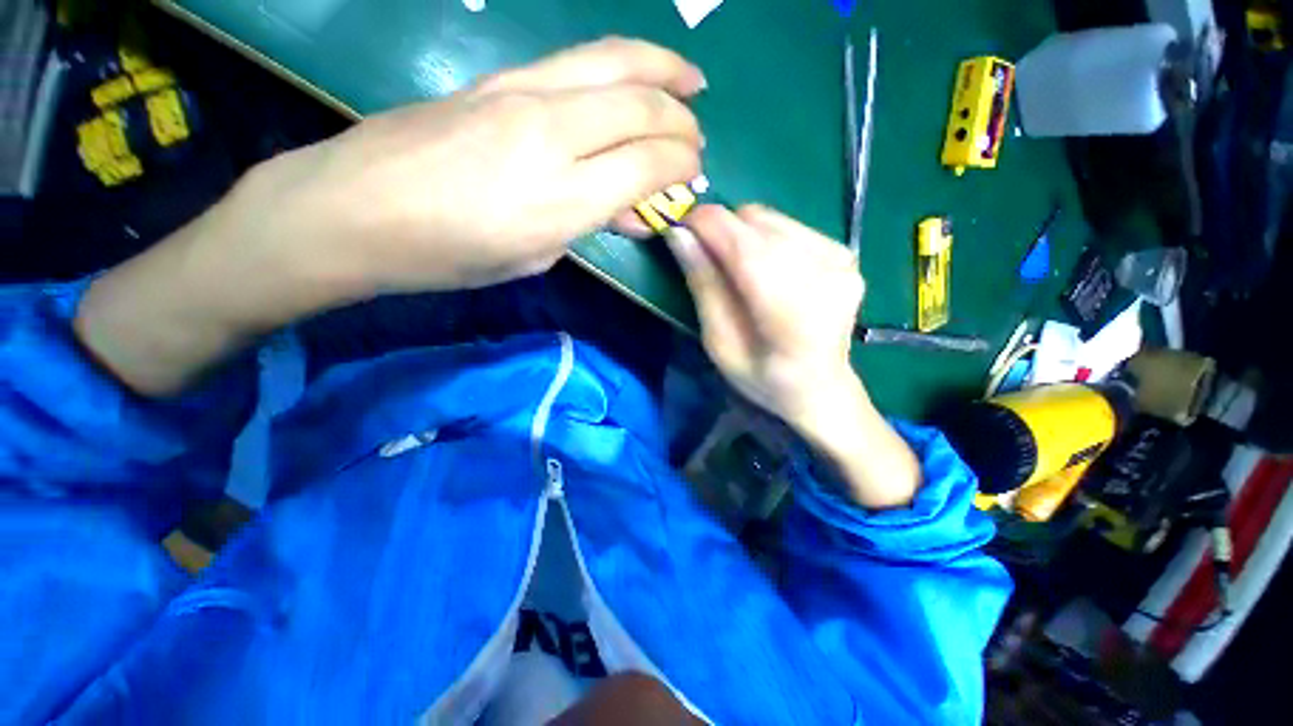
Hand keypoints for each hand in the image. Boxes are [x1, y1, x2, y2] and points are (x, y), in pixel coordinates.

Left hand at [76, 38, 704, 395]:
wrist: (355, 211)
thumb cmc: (449, 255)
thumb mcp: (535, 258)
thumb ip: (589, 225)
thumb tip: (629, 209)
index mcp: (563, 198)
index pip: (647, 165)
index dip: (680, 166)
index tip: (693, 175)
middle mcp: (552, 134)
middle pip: (640, 106)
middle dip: (681, 119)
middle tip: (697, 134)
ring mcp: (521, 95)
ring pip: (612, 62)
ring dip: (662, 67)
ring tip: (691, 77)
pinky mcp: (498, 79)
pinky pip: (576, 62)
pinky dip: (619, 64)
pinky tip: (633, 72)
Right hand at [669, 205, 919, 508]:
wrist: (821, 387)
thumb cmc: (762, 377)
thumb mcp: (720, 343)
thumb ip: (703, 286)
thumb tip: (678, 235)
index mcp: (790, 311)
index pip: (741, 244)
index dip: (703, 225)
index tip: (678, 228)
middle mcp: (824, 274)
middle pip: (755, 222)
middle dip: (719, 230)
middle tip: (702, 253)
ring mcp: (841, 259)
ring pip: (771, 218)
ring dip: (741, 233)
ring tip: (734, 266)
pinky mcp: (846, 251)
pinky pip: (789, 225)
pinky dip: (765, 238)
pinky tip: (765, 268)